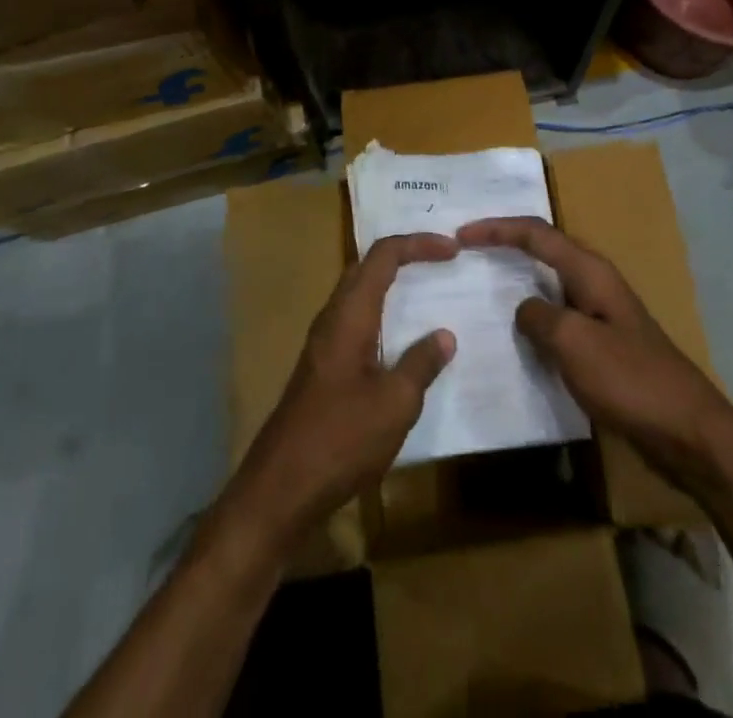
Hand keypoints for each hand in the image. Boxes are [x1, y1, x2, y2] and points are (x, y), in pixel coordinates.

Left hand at [221, 232, 458, 555]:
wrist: (280, 489)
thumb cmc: (341, 439)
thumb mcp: (395, 403)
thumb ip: (421, 364)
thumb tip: (444, 335)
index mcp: (350, 314)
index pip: (383, 256)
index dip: (418, 244)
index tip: (452, 250)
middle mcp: (333, 318)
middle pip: (367, 267)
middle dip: (404, 255)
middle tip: (441, 260)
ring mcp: (324, 344)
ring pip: (359, 294)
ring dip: (391, 284)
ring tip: (427, 290)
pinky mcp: (323, 368)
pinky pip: (356, 321)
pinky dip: (383, 314)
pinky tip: (401, 342)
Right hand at [458, 217, 732, 493]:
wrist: (689, 432)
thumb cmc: (630, 380)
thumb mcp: (575, 343)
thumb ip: (539, 317)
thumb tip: (523, 309)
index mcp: (590, 271)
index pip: (536, 233)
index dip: (497, 229)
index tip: (461, 235)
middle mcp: (595, 283)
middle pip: (543, 250)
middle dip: (505, 245)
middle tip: (467, 253)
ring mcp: (601, 314)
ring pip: (549, 286)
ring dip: (516, 282)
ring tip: (480, 288)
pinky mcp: (603, 346)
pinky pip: (558, 320)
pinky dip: (532, 319)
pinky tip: (514, 339)